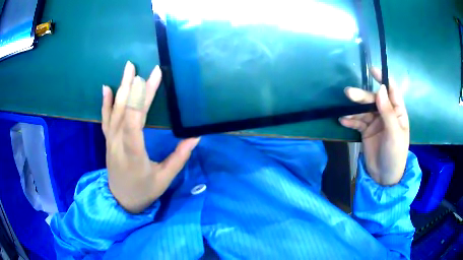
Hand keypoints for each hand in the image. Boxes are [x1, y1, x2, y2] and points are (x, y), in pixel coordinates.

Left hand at [101, 61, 198, 212]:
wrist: (121, 200)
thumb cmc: (144, 191)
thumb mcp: (164, 179)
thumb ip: (179, 157)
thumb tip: (195, 136)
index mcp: (133, 154)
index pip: (134, 122)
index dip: (140, 98)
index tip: (149, 77)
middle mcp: (118, 143)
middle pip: (125, 111)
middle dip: (135, 87)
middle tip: (143, 67)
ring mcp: (111, 140)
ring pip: (114, 111)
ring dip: (121, 87)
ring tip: (128, 68)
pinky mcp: (108, 140)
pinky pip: (105, 118)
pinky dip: (105, 102)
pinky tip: (106, 87)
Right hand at [339, 68, 408, 185]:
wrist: (384, 177)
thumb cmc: (395, 154)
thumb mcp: (394, 134)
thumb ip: (388, 112)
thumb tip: (380, 89)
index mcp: (398, 112)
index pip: (392, 91)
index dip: (383, 79)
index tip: (372, 70)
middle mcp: (386, 114)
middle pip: (374, 100)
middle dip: (362, 97)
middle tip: (349, 94)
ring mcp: (376, 122)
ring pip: (364, 110)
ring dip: (354, 109)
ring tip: (344, 110)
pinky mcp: (366, 131)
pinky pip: (357, 122)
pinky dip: (350, 121)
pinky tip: (343, 121)